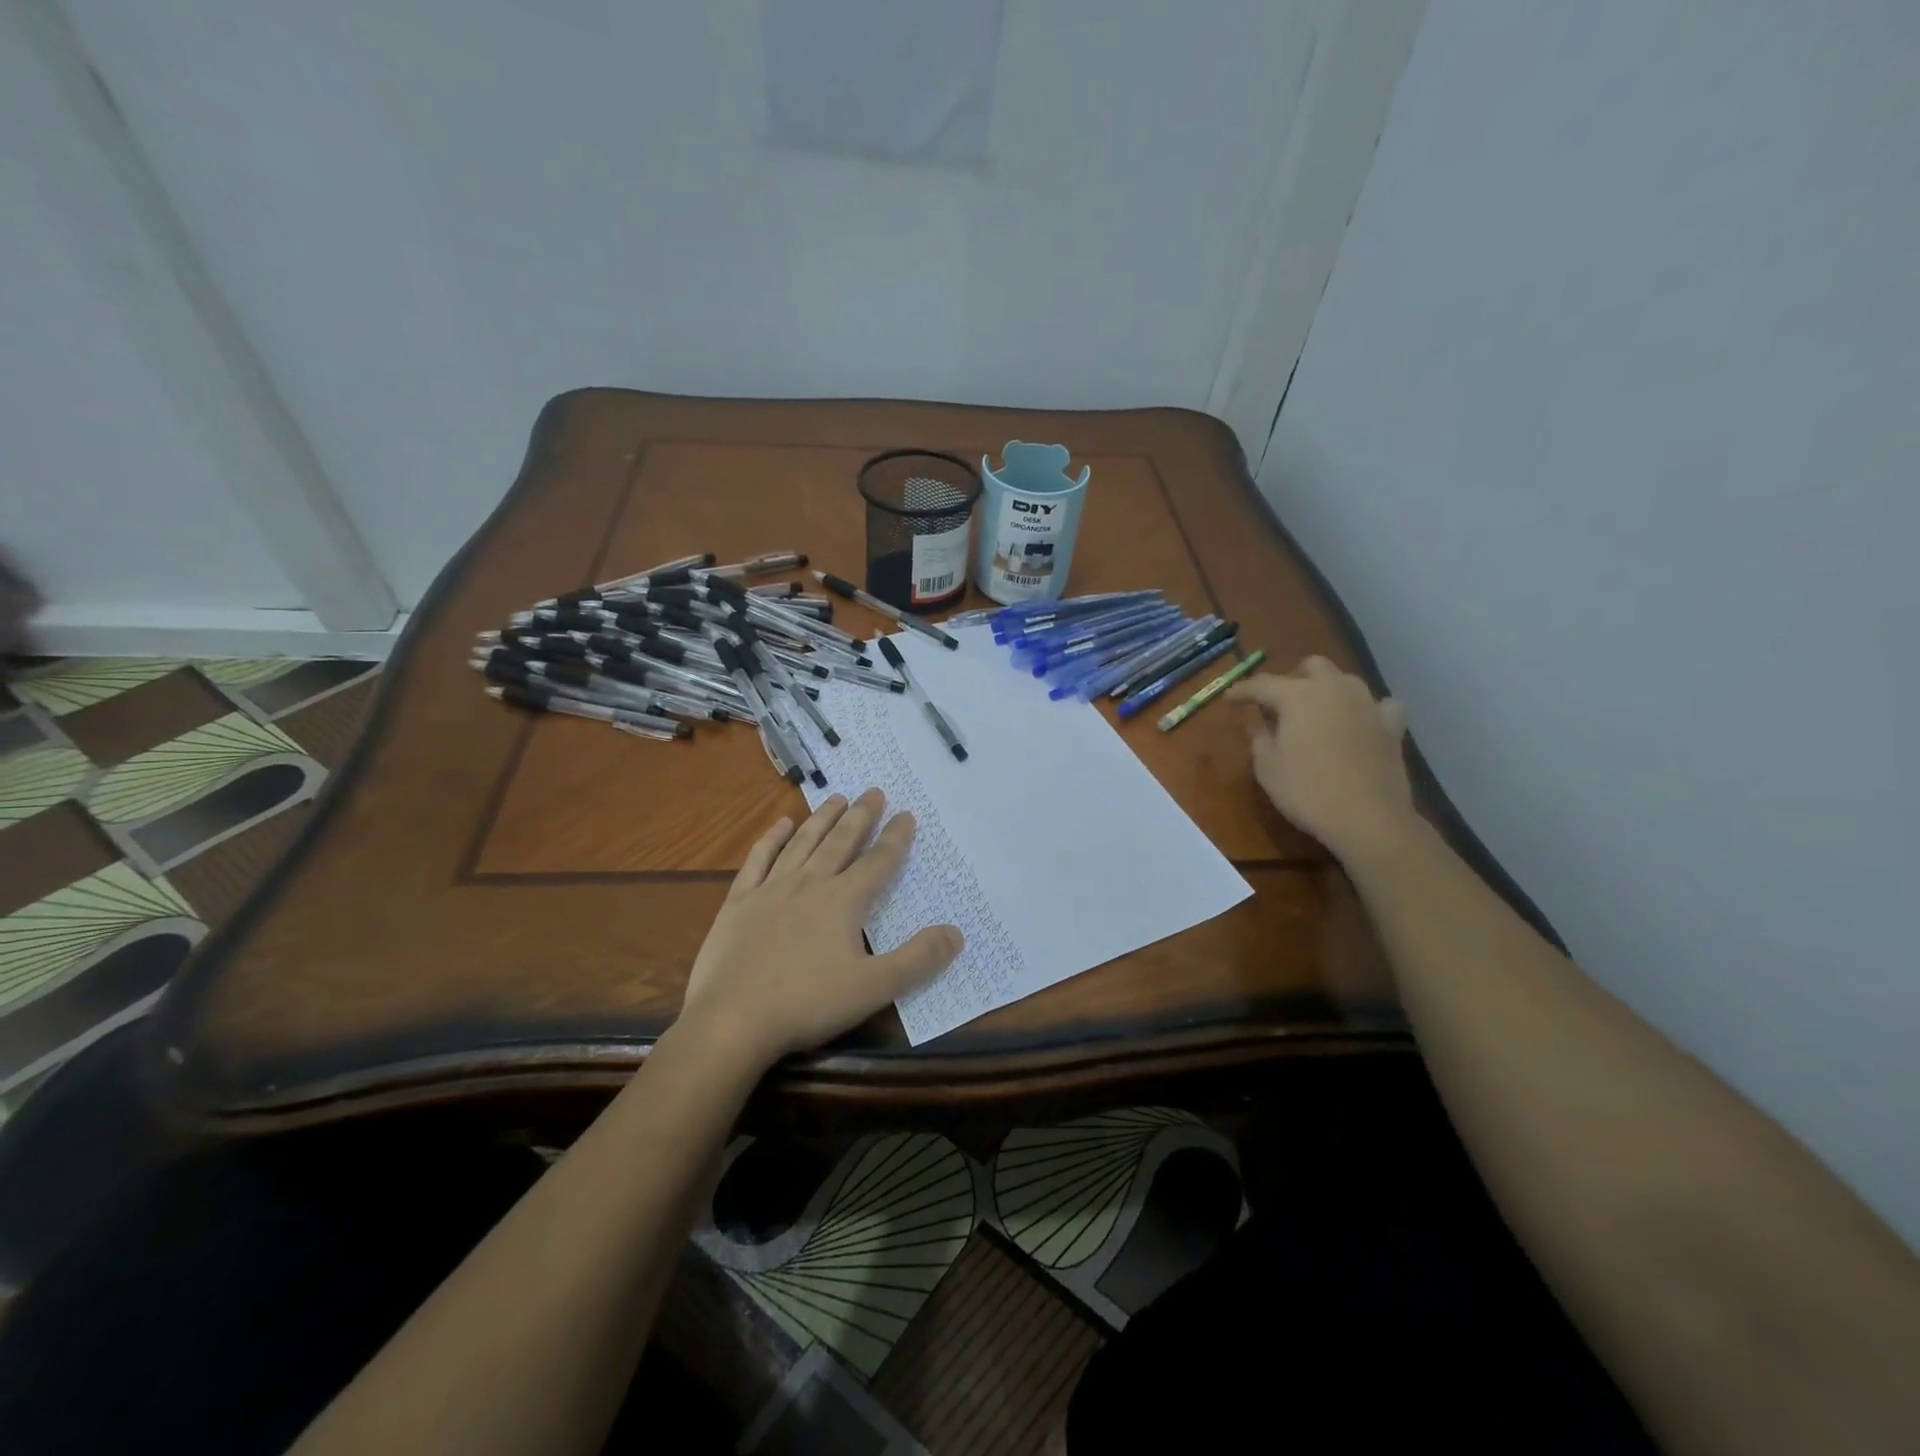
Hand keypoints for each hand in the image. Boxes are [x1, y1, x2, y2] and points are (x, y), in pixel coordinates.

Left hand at [677, 788, 962, 1069]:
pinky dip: (772, 838)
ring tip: (837, 798)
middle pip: (841, 842)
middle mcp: (810, 884)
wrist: (732, 1020)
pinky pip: (759, 859)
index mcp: (843, 901)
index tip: (907, 814)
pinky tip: (782, 824)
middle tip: (874, 791)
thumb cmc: (807, 1003)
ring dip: (822, 819)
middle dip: (861, 816)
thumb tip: (956, 933)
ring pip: (802, 843)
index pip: (878, 862)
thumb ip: (918, 960)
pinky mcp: (739, 902)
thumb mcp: (874, 988)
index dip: (896, 838)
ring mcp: (771, 889)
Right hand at [1226, 656, 1416, 862]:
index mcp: (1297, 696)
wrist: (1367, 817)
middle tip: (1279, 702)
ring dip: (1327, 689)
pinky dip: (1366, 710)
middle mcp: (1334, 689)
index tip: (1229, 699)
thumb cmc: (1306, 791)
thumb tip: (1257, 724)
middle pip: (1311, 666)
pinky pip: (1379, 705)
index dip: (1242, 691)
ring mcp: (1367, 704)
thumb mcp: (1267, 768)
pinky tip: (1360, 722)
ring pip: (1345, 680)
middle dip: (1292, 678)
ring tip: (1317, 711)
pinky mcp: (1391, 725)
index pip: (1262, 684)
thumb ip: (1259, 738)